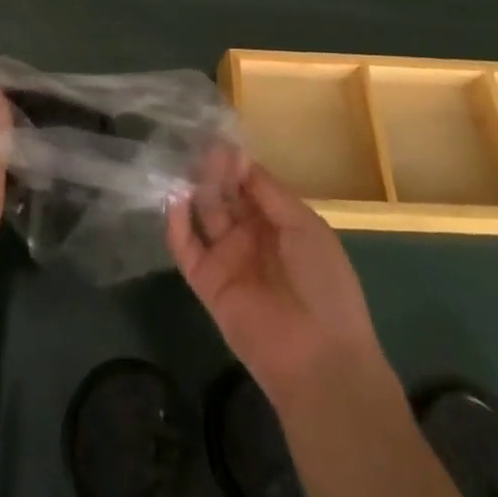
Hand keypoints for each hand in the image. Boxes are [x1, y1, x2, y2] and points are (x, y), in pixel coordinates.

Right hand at [167, 153, 387, 406]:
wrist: (320, 358)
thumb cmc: (323, 283)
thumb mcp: (305, 226)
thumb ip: (268, 191)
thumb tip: (239, 157)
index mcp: (280, 221)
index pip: (250, 182)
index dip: (236, 162)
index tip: (218, 138)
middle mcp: (251, 235)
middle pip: (225, 194)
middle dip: (213, 171)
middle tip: (197, 147)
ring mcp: (228, 258)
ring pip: (204, 215)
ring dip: (194, 190)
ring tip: (183, 165)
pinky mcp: (207, 283)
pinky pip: (186, 249)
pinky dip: (177, 225)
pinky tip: (174, 200)